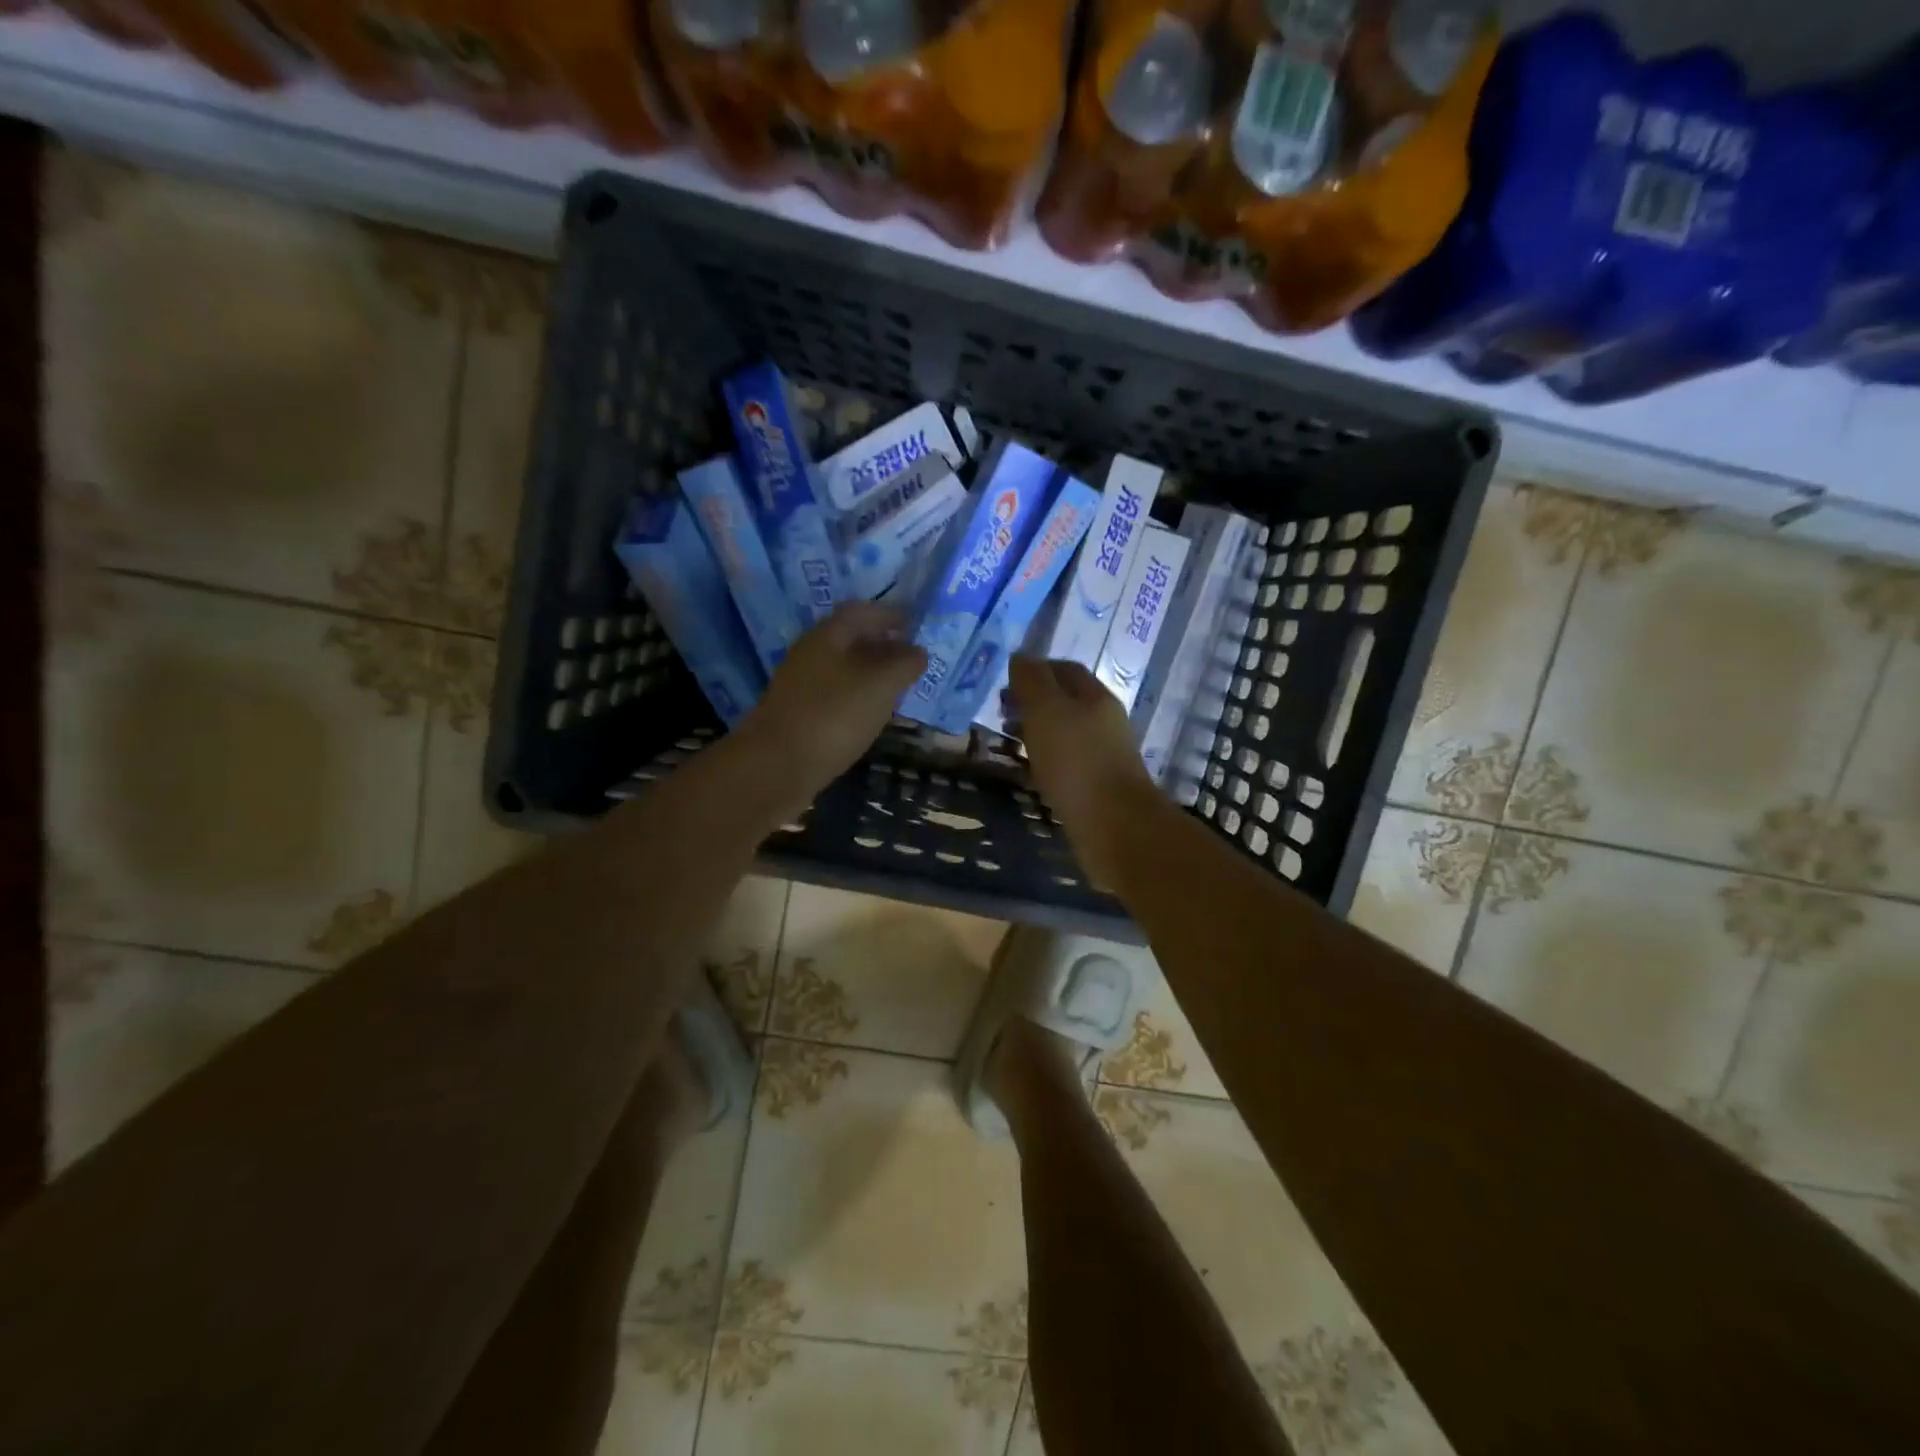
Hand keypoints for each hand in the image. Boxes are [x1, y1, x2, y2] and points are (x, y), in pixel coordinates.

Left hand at [735, 603, 926, 805]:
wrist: (776, 767)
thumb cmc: (834, 715)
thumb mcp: (881, 684)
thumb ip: (904, 663)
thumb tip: (918, 651)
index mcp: (828, 636)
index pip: (861, 611)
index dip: (889, 614)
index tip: (915, 624)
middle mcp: (810, 654)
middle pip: (850, 640)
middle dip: (882, 644)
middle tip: (911, 658)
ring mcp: (800, 686)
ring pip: (842, 669)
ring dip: (870, 673)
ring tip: (897, 688)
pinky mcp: (798, 715)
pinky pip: (834, 695)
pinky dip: (857, 697)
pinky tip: (870, 715)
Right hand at [1006, 655, 1155, 888]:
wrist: (1114, 826)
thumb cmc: (1076, 761)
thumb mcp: (1046, 711)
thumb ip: (1032, 681)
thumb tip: (1020, 657)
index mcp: (1094, 696)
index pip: (1063, 669)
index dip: (1034, 669)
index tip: (1004, 682)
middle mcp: (1104, 720)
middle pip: (1066, 700)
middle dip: (1033, 702)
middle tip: (1002, 713)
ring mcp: (1104, 754)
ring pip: (1066, 732)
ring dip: (1038, 732)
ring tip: (1010, 743)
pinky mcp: (1099, 785)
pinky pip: (1068, 762)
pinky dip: (1046, 759)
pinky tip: (1030, 771)